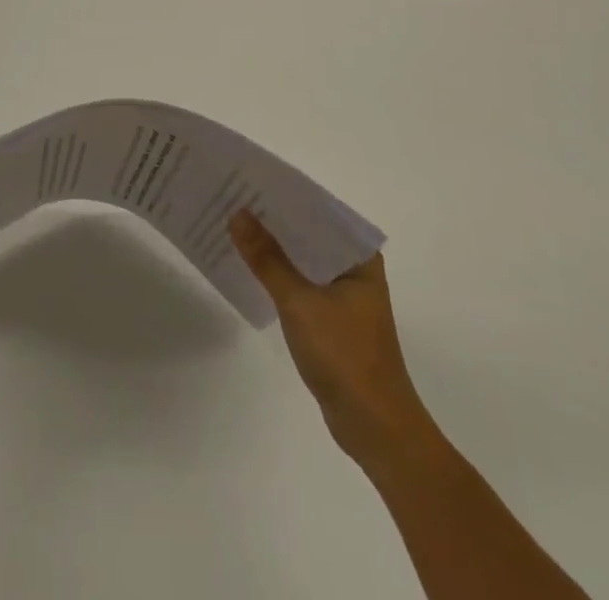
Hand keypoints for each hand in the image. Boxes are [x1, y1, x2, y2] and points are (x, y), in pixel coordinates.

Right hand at [230, 210, 435, 471]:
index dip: (284, 194)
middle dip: (273, 218)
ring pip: (302, 258)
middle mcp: (354, 268)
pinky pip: (300, 281)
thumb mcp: (300, 303)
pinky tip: (249, 265)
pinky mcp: (331, 317)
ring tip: (233, 223)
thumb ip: (268, 259)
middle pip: (308, 232)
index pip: (319, 210)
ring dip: (273, 246)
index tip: (249, 178)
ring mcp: (343, 294)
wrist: (376, 429)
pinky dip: (278, 272)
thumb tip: (237, 214)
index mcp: (359, 257)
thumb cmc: (345, 357)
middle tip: (232, 196)